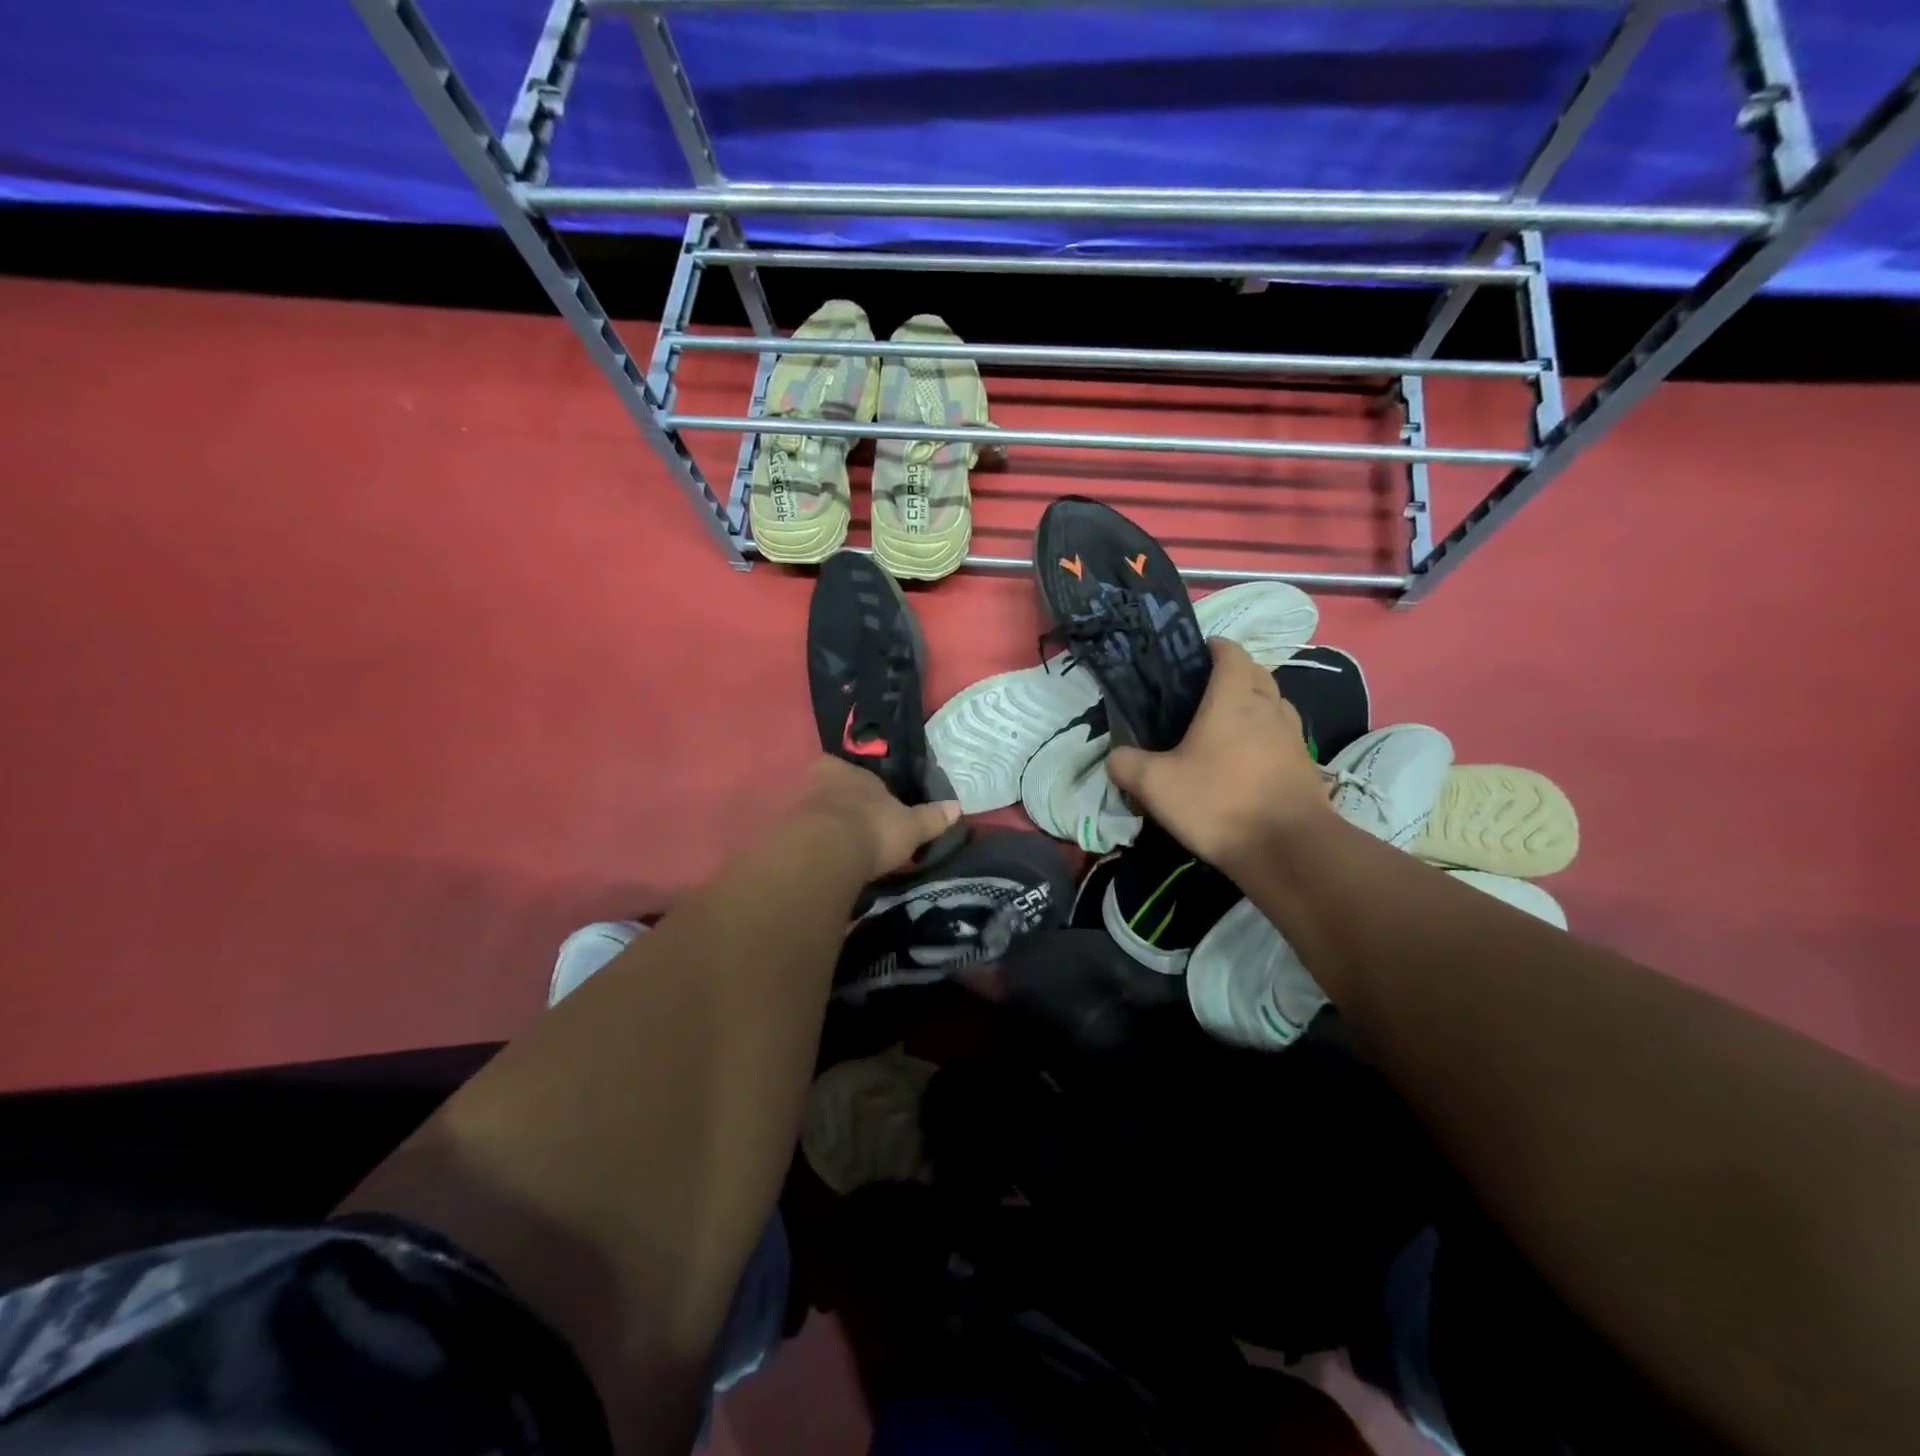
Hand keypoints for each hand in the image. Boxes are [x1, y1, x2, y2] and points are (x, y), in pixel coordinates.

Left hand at [794, 755, 961, 880]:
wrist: (825, 855)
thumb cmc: (873, 828)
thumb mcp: (910, 826)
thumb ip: (931, 817)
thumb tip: (957, 807)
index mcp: (847, 772)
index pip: (846, 767)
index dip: (856, 781)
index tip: (866, 796)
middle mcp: (818, 784)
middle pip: (827, 789)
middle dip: (839, 803)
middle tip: (854, 822)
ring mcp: (798, 810)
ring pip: (813, 813)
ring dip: (824, 827)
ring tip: (841, 848)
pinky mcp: (784, 838)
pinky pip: (802, 839)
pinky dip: (812, 848)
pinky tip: (825, 863)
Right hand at [1107, 638, 1333, 872]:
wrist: (1288, 849)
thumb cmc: (1218, 802)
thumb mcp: (1155, 785)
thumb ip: (1126, 764)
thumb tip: (1114, 757)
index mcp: (1234, 697)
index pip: (1230, 651)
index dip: (1212, 647)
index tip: (1191, 658)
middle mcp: (1269, 706)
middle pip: (1256, 673)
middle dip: (1233, 674)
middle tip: (1201, 694)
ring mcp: (1293, 736)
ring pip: (1273, 704)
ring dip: (1253, 705)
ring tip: (1224, 727)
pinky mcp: (1305, 765)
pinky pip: (1282, 737)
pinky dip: (1265, 738)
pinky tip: (1244, 763)